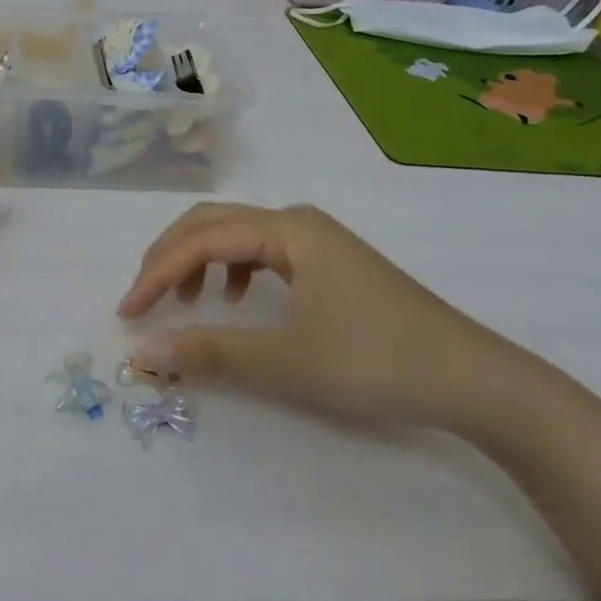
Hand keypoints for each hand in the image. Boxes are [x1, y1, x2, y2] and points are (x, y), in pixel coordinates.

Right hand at [117, 203, 517, 428]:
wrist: (473, 379)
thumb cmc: (376, 361)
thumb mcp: (287, 361)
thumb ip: (211, 352)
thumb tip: (144, 353)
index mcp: (286, 229)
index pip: (201, 239)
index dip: (157, 274)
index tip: (128, 314)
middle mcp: (297, 221)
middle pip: (213, 223)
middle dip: (170, 257)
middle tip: (143, 299)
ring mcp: (317, 239)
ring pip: (237, 234)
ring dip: (199, 260)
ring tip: (184, 301)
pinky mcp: (329, 262)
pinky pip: (262, 251)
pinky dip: (233, 269)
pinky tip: (237, 300)